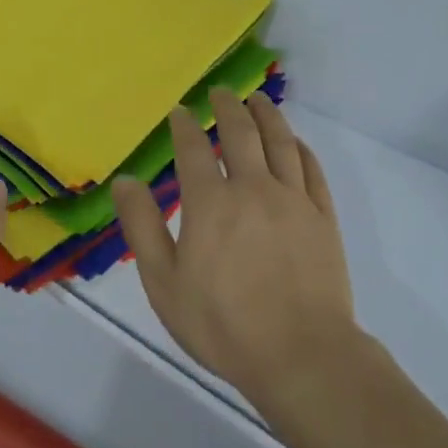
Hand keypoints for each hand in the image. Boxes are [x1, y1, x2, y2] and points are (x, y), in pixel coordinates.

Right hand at [113, 90, 355, 407]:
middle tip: (221, 92)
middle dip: (227, 108)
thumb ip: (142, 226)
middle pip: (240, 133)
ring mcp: (293, 200)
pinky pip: (312, 169)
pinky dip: (300, 148)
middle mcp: (253, 188)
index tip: (179, 111)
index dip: (184, 125)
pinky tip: (295, 142)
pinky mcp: (322, 217)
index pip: (193, 149)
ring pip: (280, 141)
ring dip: (266, 115)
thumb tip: (125, 180)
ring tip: (257, 100)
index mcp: (210, 202)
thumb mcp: (164, 282)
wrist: (302, 355)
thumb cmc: (223, 324)